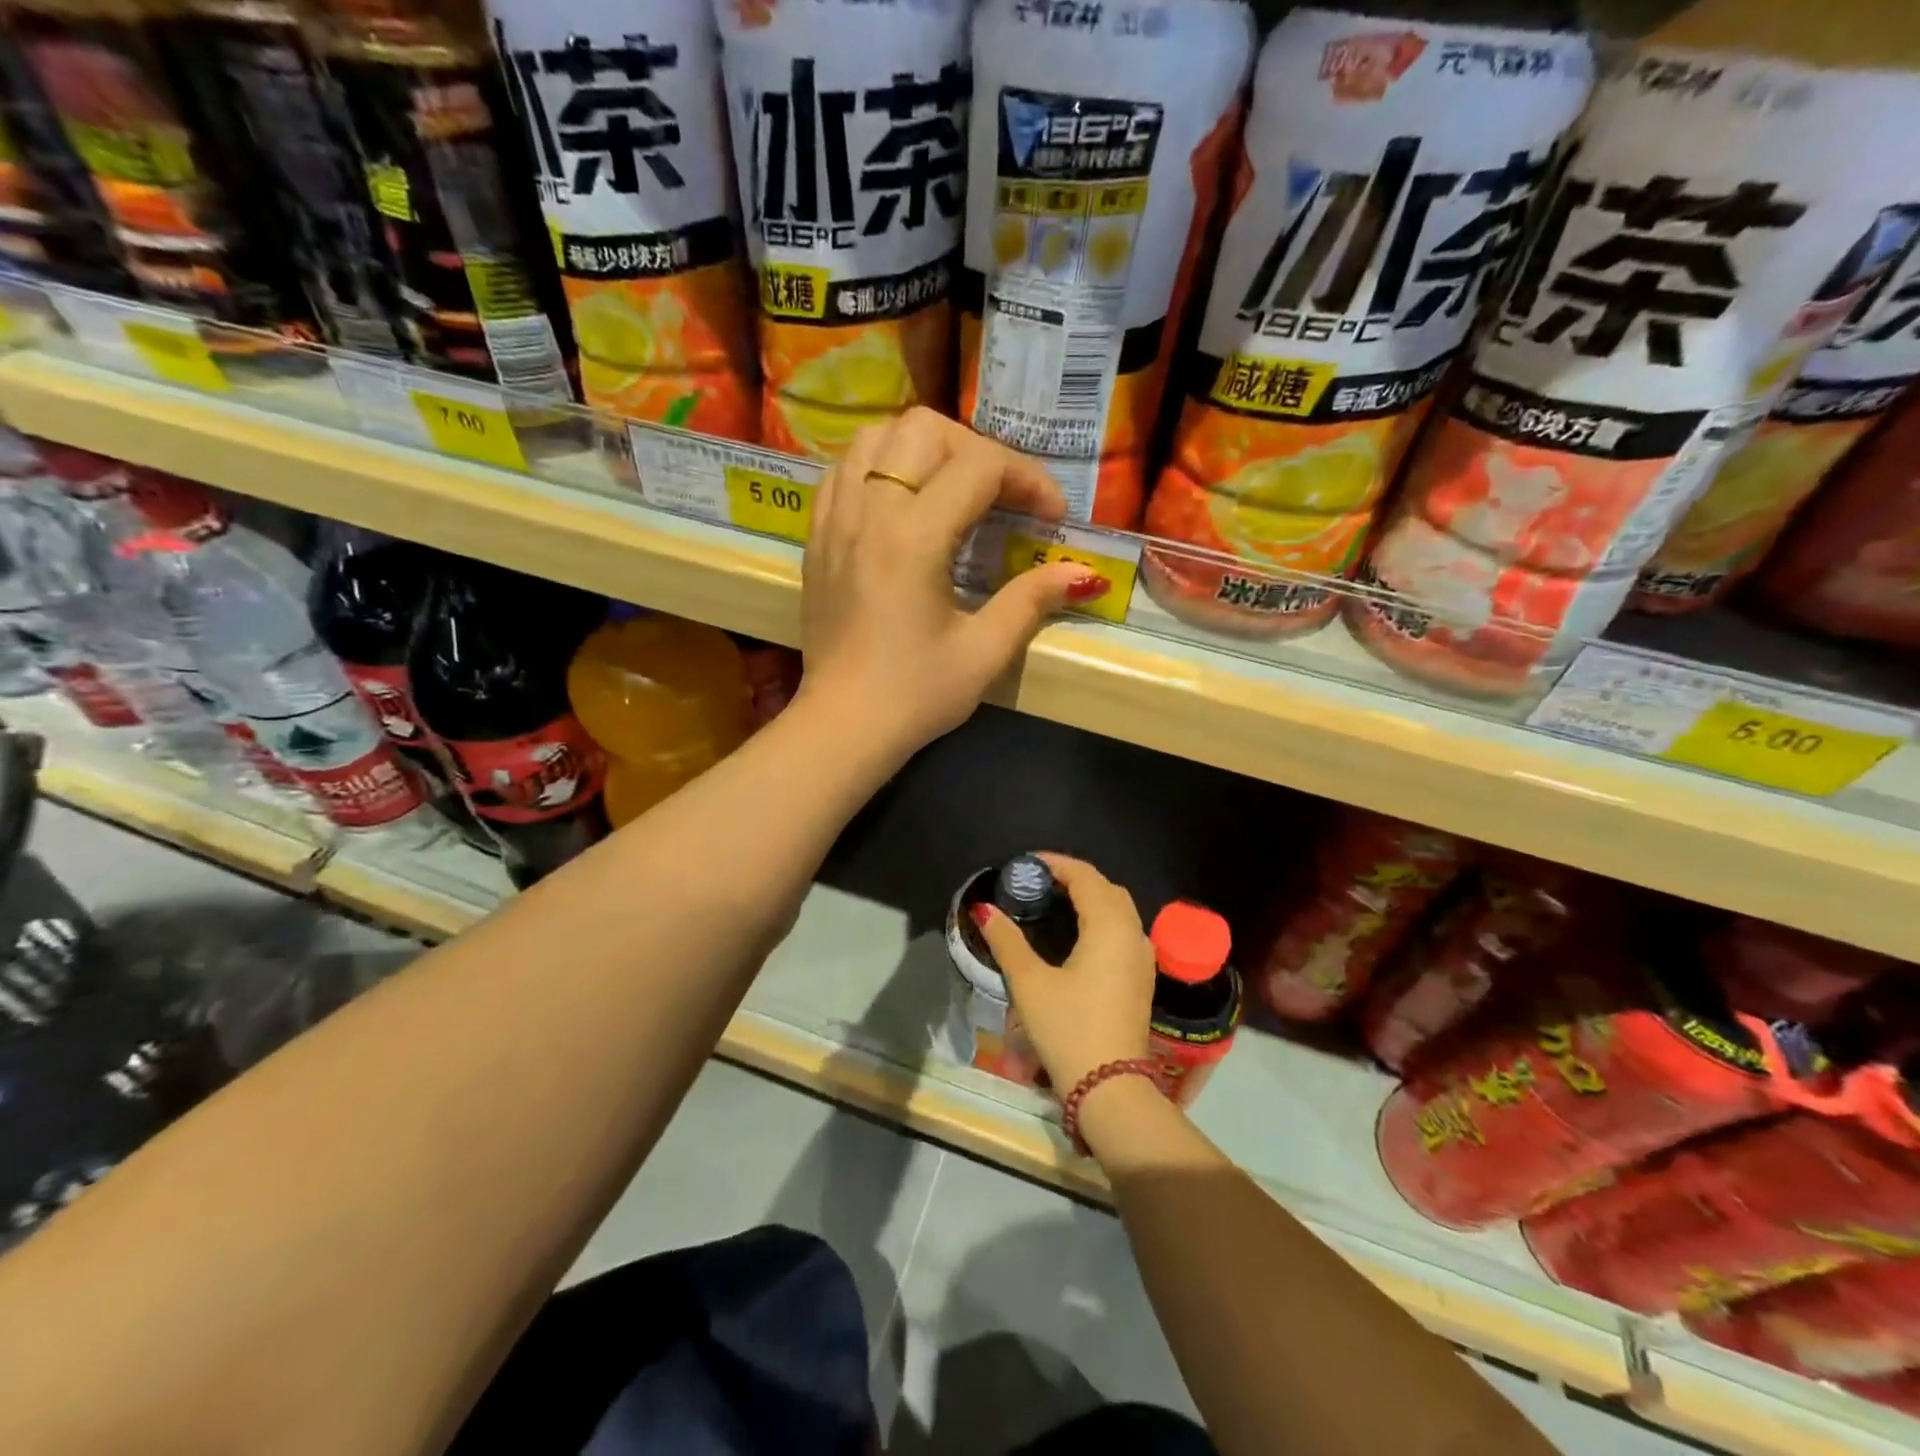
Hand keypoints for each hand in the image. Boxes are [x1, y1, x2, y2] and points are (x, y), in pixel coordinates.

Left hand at [795, 408, 1102, 760]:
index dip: (1027, 479)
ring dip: (922, 449)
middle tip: (1000, 497)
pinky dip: (879, 467)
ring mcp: (833, 520)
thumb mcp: (984, 652)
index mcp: (912, 538)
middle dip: (975, 450)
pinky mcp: (815, 538)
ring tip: (951, 490)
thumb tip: (1081, 573)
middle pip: (922, 428)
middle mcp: (867, 512)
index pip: (978, 466)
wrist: (842, 726)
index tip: (1051, 516)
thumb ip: (1031, 600)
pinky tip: (901, 504)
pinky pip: (843, 469)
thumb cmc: (915, 695)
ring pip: (874, 438)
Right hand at [975, 853, 1156, 1094]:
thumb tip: (984, 909)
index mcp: (1109, 926)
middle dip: (1076, 877)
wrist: (1110, 1088)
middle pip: (1107, 889)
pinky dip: (1102, 918)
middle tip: (1040, 881)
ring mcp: (1142, 958)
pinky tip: (1078, 934)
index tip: (1028, 862)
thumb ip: (1007, 941)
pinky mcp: (1142, 979)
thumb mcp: (1030, 982)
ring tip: (1056, 902)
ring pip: (1120, 910)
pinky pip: (1124, 931)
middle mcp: (1133, 934)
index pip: (1086, 877)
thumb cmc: (1068, 1028)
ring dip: (1092, 897)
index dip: (1057, 864)